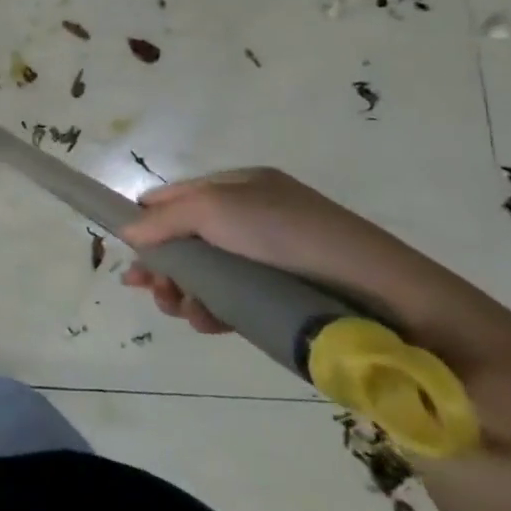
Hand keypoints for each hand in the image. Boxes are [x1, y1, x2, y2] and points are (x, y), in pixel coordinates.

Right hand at [119, 167, 510, 354]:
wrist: (384, 296)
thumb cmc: (291, 237)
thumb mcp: (217, 208)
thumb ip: (165, 217)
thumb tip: (127, 230)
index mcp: (240, 187)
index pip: (176, 199)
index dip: (147, 221)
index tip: (127, 251)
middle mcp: (251, 220)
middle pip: (185, 241)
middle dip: (162, 266)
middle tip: (150, 289)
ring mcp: (267, 262)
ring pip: (204, 276)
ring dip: (181, 292)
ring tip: (181, 310)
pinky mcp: (280, 300)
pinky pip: (230, 302)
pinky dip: (211, 312)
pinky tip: (206, 322)